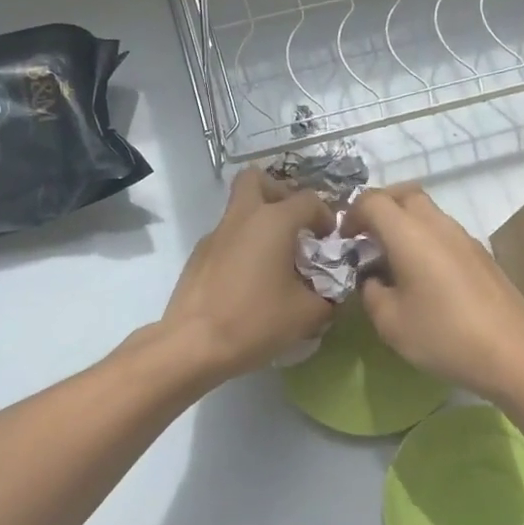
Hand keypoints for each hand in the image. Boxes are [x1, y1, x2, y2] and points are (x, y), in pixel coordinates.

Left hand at [161, 168, 336, 380]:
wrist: (193, 344)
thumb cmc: (255, 321)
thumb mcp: (307, 314)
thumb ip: (328, 297)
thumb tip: (331, 293)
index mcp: (273, 221)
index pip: (308, 200)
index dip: (325, 216)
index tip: (329, 241)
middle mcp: (242, 217)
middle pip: (257, 180)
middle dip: (279, 193)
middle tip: (293, 224)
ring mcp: (215, 234)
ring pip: (239, 208)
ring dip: (260, 222)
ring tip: (275, 259)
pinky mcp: (198, 255)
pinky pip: (226, 236)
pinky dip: (242, 246)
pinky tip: (249, 281)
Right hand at [344, 185, 523, 400]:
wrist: (514, 353)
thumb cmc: (444, 335)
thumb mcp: (390, 322)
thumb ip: (371, 292)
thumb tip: (373, 278)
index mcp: (409, 234)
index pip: (373, 200)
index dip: (351, 215)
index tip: (344, 241)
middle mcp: (438, 225)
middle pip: (404, 194)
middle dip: (380, 208)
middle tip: (366, 238)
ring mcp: (464, 237)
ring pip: (427, 212)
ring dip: (404, 225)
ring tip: (392, 261)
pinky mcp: (481, 255)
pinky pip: (444, 232)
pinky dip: (424, 240)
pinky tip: (423, 278)